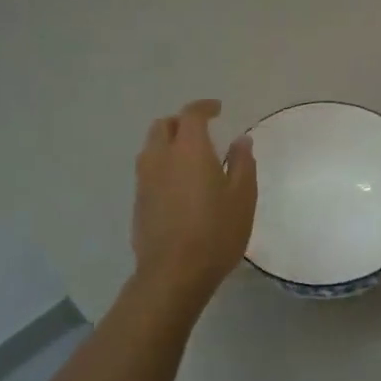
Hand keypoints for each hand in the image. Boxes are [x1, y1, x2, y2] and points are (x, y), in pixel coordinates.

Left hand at [132, 100, 256, 306]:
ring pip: (151, 148)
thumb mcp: (242, 197)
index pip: (191, 114)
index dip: (204, 107)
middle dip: (181, 122)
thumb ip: (242, 163)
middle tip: (201, 132)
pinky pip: (148, 171)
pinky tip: (178, 185)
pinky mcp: (138, 202)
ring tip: (189, 158)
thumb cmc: (216, 232)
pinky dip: (162, 166)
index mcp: (189, 150)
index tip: (218, 110)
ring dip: (168, 143)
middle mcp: (160, 158)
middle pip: (163, 126)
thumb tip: (241, 141)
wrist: (173, 273)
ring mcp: (144, 180)